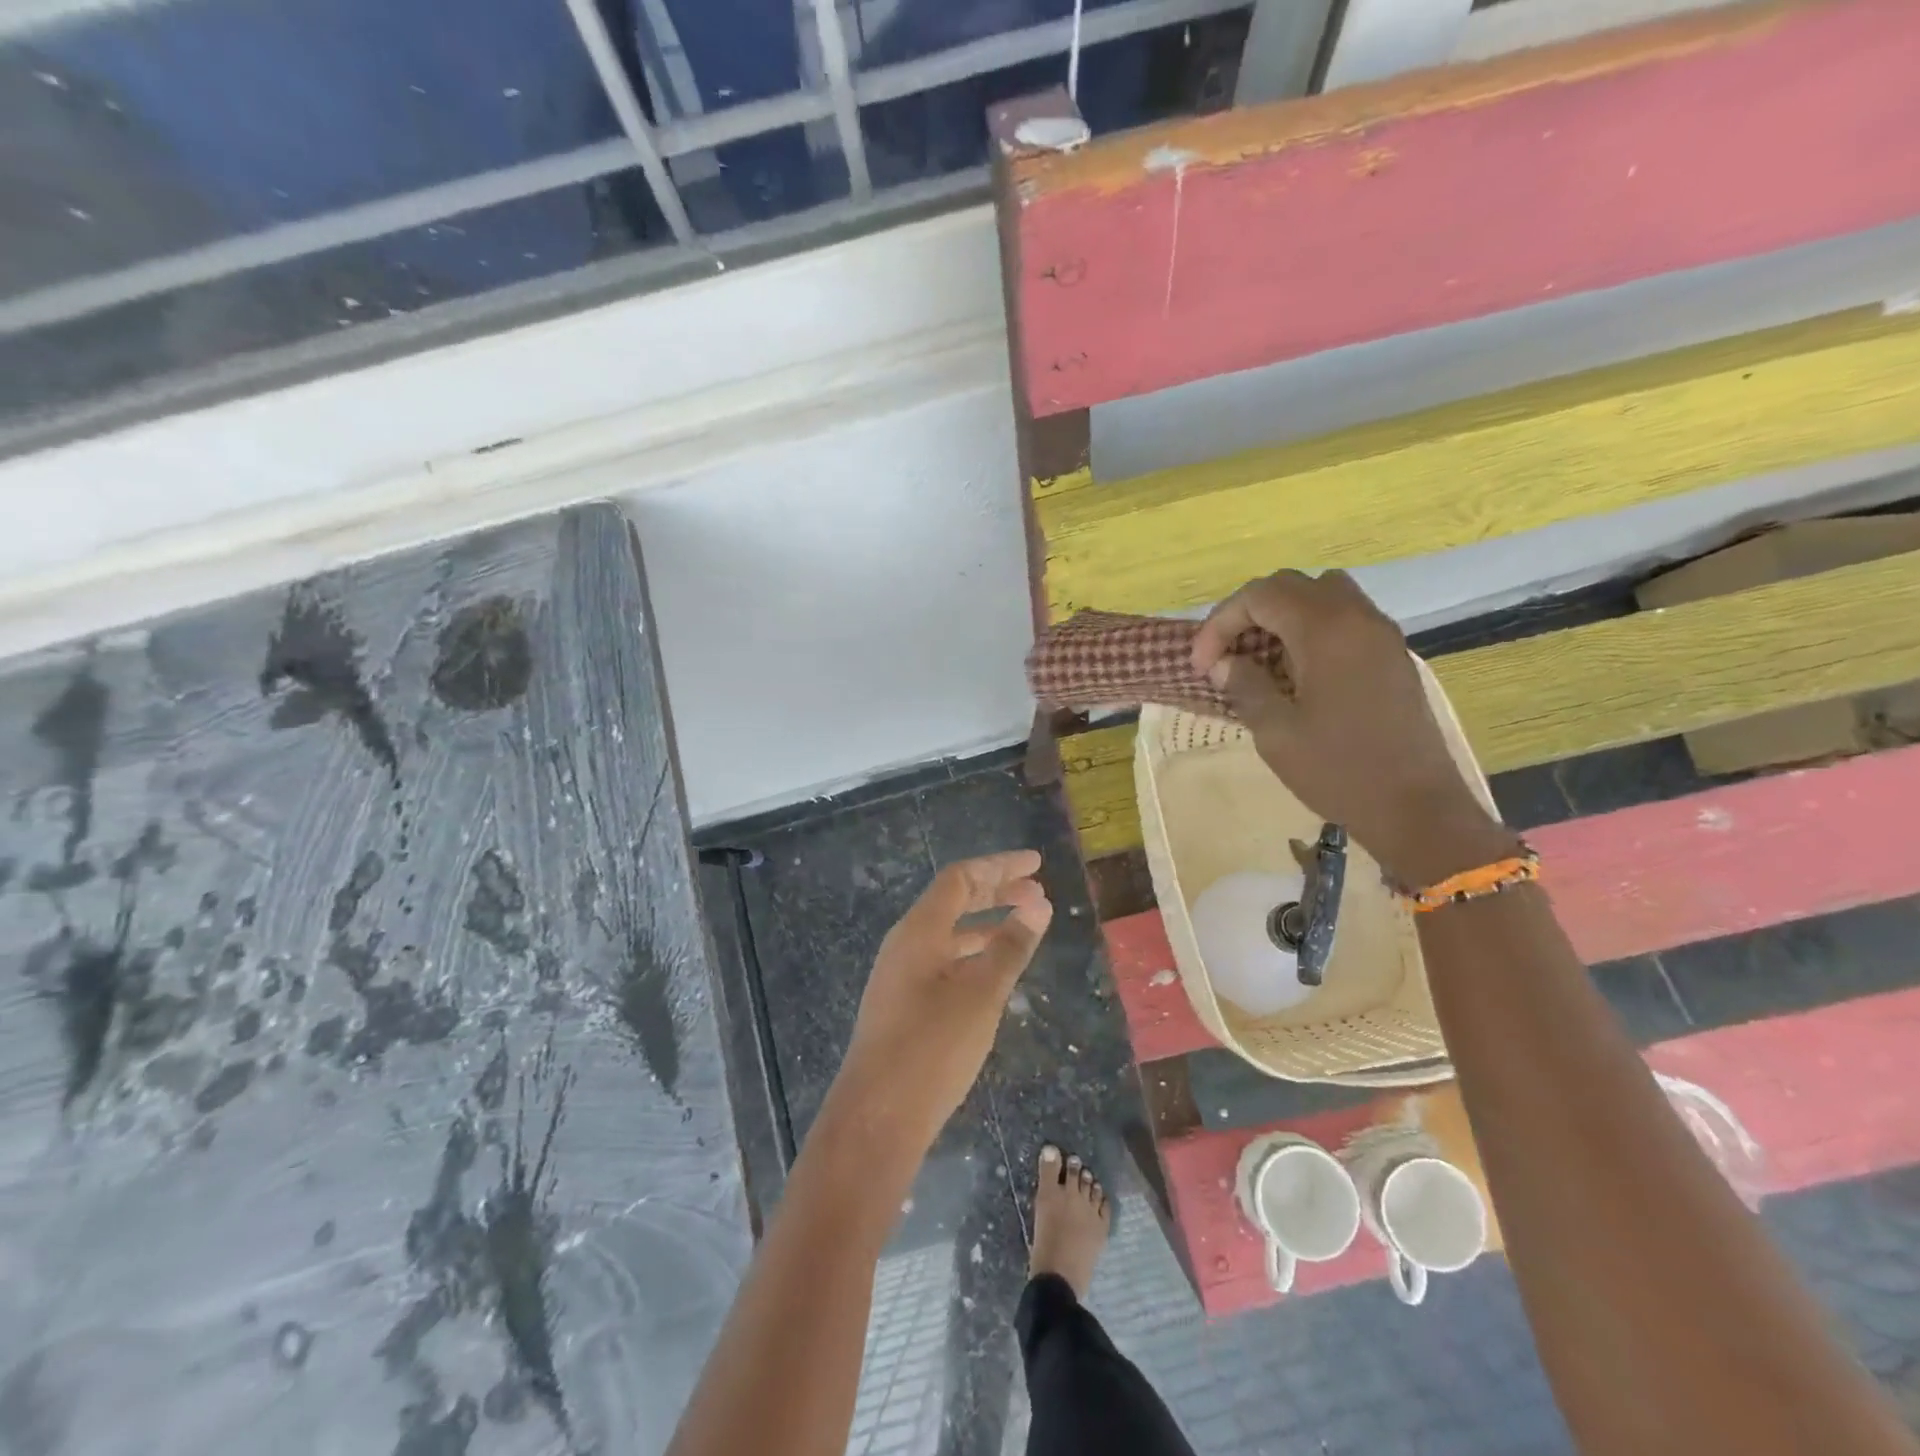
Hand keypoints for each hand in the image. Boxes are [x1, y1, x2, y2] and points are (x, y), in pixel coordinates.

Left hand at [831, 851, 1053, 1157]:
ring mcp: (901, 974)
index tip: (1037, 865)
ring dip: (986, 924)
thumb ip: (1011, 946)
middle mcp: (906, 943)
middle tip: (1037, 893)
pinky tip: (995, 972)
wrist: (877, 1117)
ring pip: (949, 933)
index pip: (960, 878)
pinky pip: (943, 961)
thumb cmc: (933, 1046)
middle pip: (953, 901)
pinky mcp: (903, 1004)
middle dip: (996, 891)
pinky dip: (973, 954)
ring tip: (1024, 927)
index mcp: (919, 929)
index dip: (999, 867)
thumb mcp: (982, 994)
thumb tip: (1038, 904)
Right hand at [1190, 570, 1515, 885]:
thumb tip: (1225, 663)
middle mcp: (1358, 618)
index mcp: (1327, 630)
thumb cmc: (1339, 770)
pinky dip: (1310, 629)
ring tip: (1258, 657)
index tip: (1201, 665)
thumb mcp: (1275, 732)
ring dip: (1281, 616)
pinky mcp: (1391, 655)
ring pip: (1322, 595)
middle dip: (1247, 613)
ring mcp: (1381, 634)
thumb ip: (1244, 686)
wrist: (1416, 808)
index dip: (1220, 623)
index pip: (1260, 596)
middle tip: (1223, 655)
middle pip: (1291, 586)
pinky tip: (1294, 671)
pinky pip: (1344, 618)